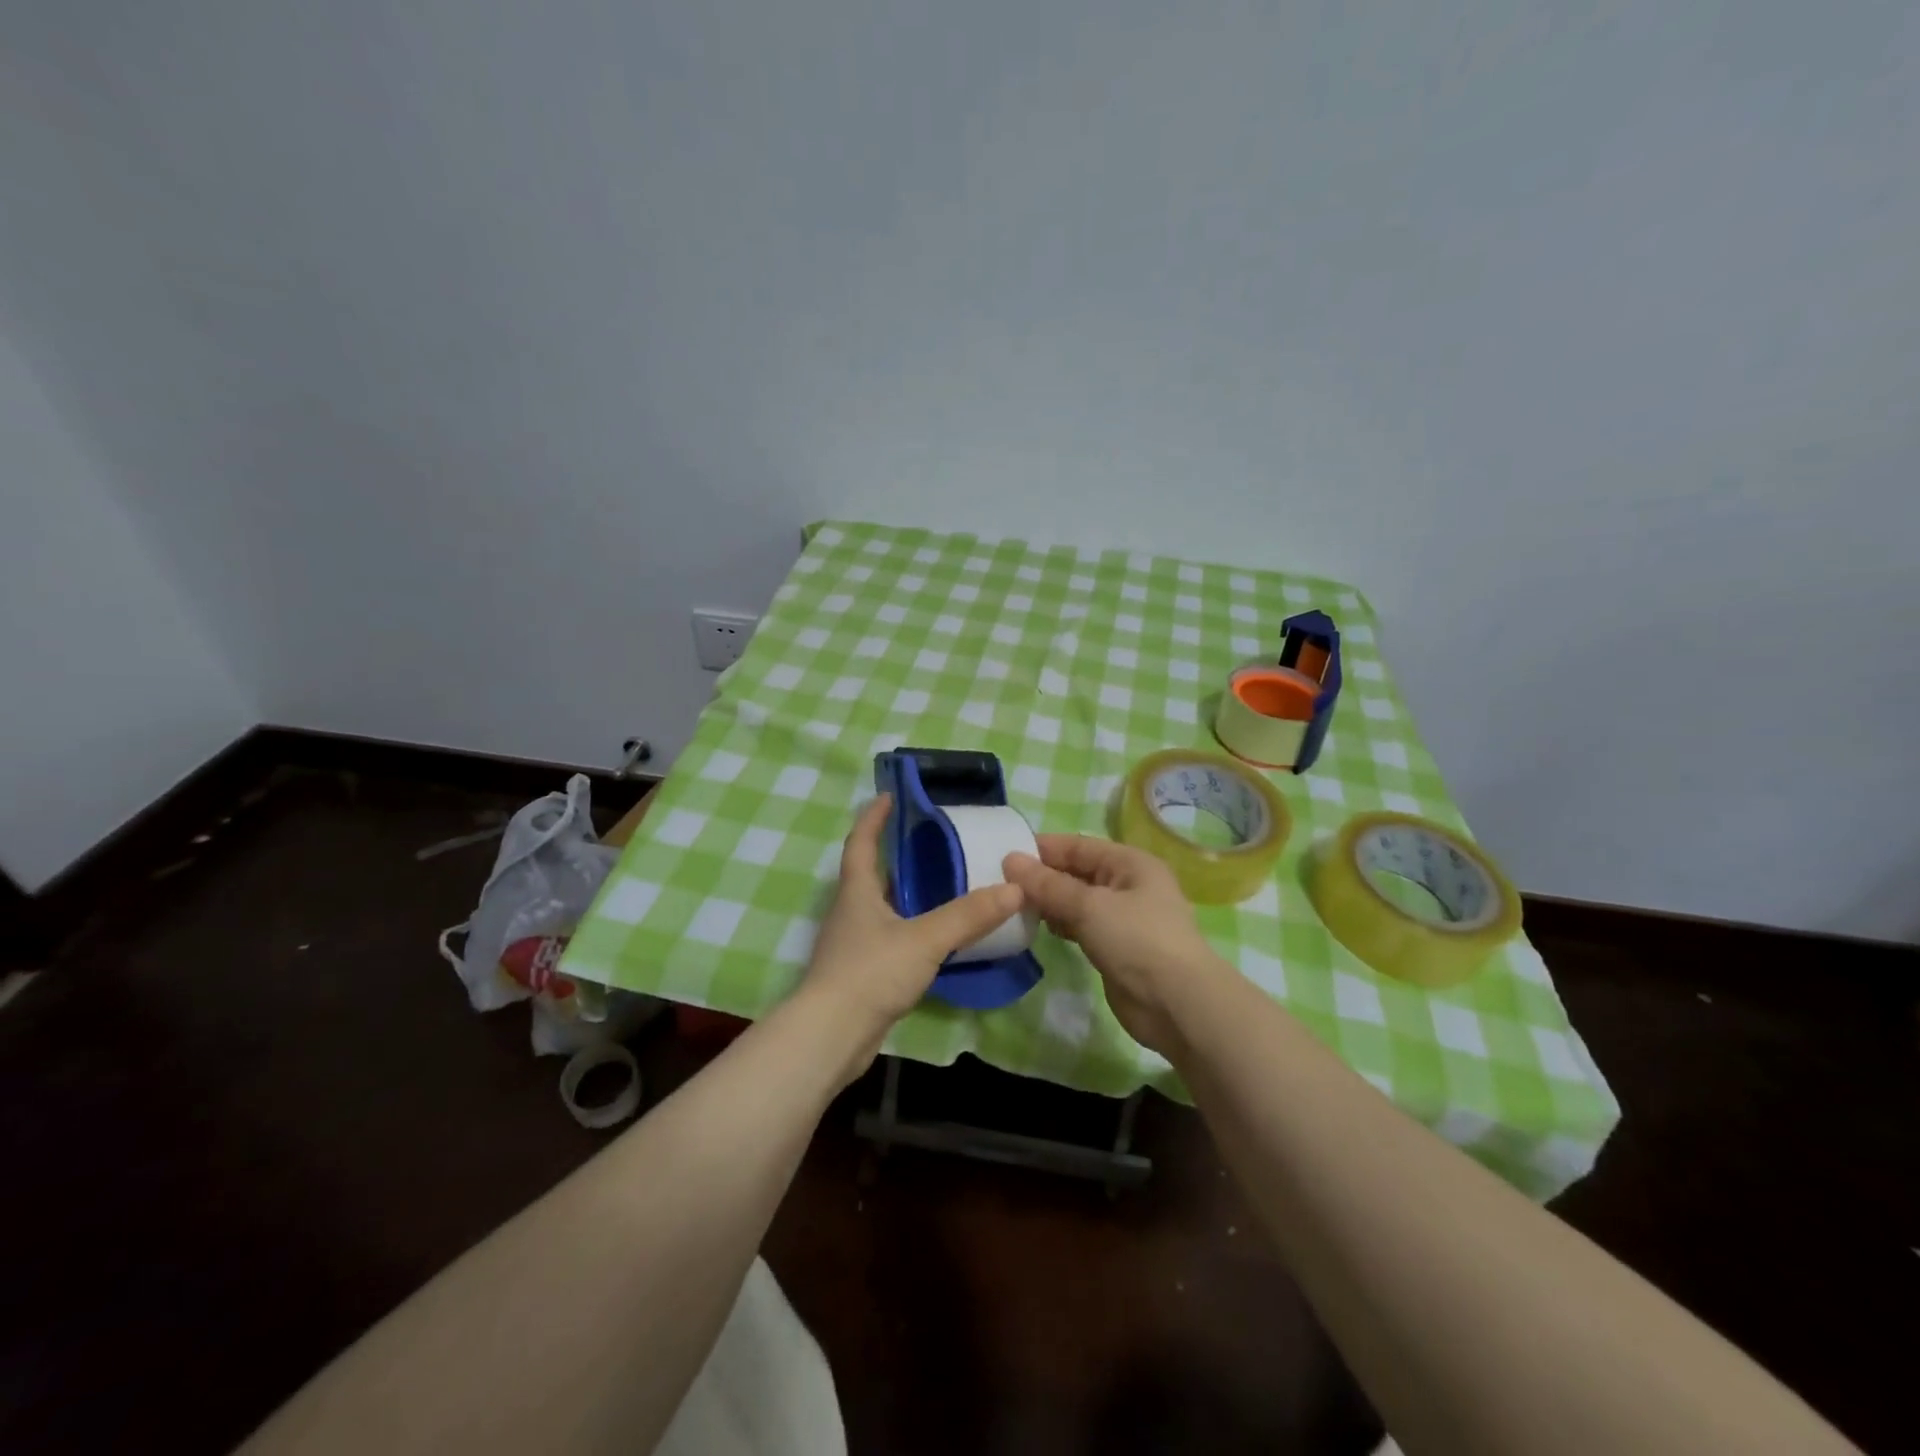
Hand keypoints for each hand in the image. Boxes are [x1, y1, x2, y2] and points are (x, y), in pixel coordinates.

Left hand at [798, 795, 1025, 1072]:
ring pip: (883, 908)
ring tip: (946, 887)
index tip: (890, 795)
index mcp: (857, 891)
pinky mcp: (861, 974)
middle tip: (936, 843)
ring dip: (908, 895)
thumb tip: (1015, 888)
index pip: (860, 842)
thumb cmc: (870, 973)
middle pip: (872, 873)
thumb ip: (968, 915)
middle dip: (898, 856)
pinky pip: (890, 939)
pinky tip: (937, 938)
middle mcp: (851, 911)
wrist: (831, 1037)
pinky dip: (912, 930)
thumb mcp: (924, 939)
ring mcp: (853, 944)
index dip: (873, 817)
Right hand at [1003, 835, 1225, 1051]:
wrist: (1176, 1004)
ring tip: (1013, 904)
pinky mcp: (1116, 947)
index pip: (1079, 845)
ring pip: (1078, 900)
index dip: (1043, 848)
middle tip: (1002, 882)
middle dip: (1043, 876)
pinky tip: (1038, 928)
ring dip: (1050, 902)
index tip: (1005, 854)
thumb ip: (1048, 885)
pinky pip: (1082, 926)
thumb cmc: (1137, 940)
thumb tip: (1010, 860)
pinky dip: (1061, 924)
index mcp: (1130, 863)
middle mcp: (1128, 885)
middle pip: (1078, 872)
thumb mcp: (1089, 906)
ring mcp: (1123, 918)